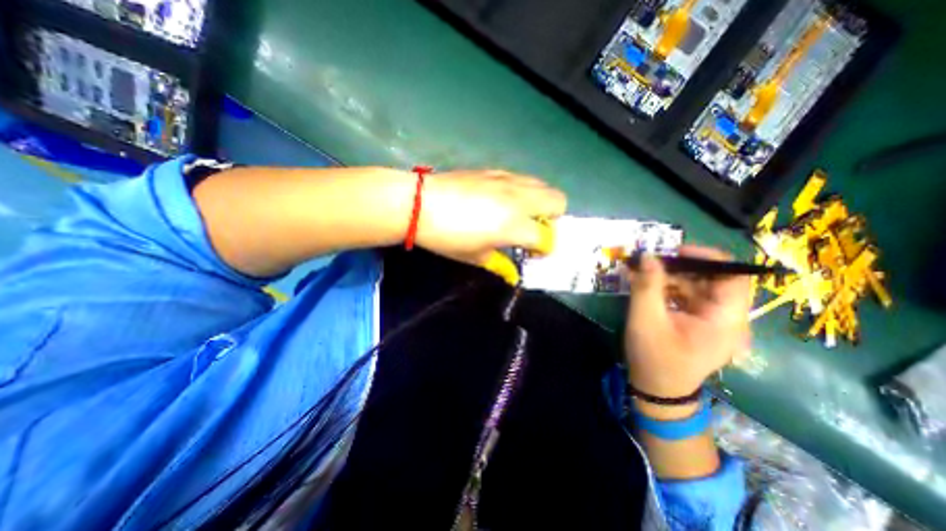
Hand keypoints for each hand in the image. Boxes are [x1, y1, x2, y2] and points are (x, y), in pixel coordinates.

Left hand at [414, 172, 564, 283]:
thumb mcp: (474, 256)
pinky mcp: (495, 171)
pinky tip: (503, 200)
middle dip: (553, 218)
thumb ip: (500, 263)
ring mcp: (508, 180)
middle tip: (533, 229)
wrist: (419, 203)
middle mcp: (519, 199)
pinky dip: (523, 191)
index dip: (544, 249)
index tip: (533, 253)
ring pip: (543, 185)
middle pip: (558, 201)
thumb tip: (513, 273)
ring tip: (521, 214)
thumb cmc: (447, 237)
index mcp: (515, 224)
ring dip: (540, 202)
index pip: (546, 237)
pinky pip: (522, 179)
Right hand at [626, 246, 751, 412]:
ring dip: (669, 277)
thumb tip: (648, 255)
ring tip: (642, 274)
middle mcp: (727, 318)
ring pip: (696, 286)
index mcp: (726, 320)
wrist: (658, 391)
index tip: (674, 251)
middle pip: (711, 279)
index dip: (708, 257)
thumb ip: (647, 287)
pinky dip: (667, 288)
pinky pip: (686, 297)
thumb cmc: (655, 358)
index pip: (734, 276)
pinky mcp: (698, 322)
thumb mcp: (646, 321)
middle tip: (650, 263)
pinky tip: (646, 287)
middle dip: (679, 267)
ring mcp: (712, 321)